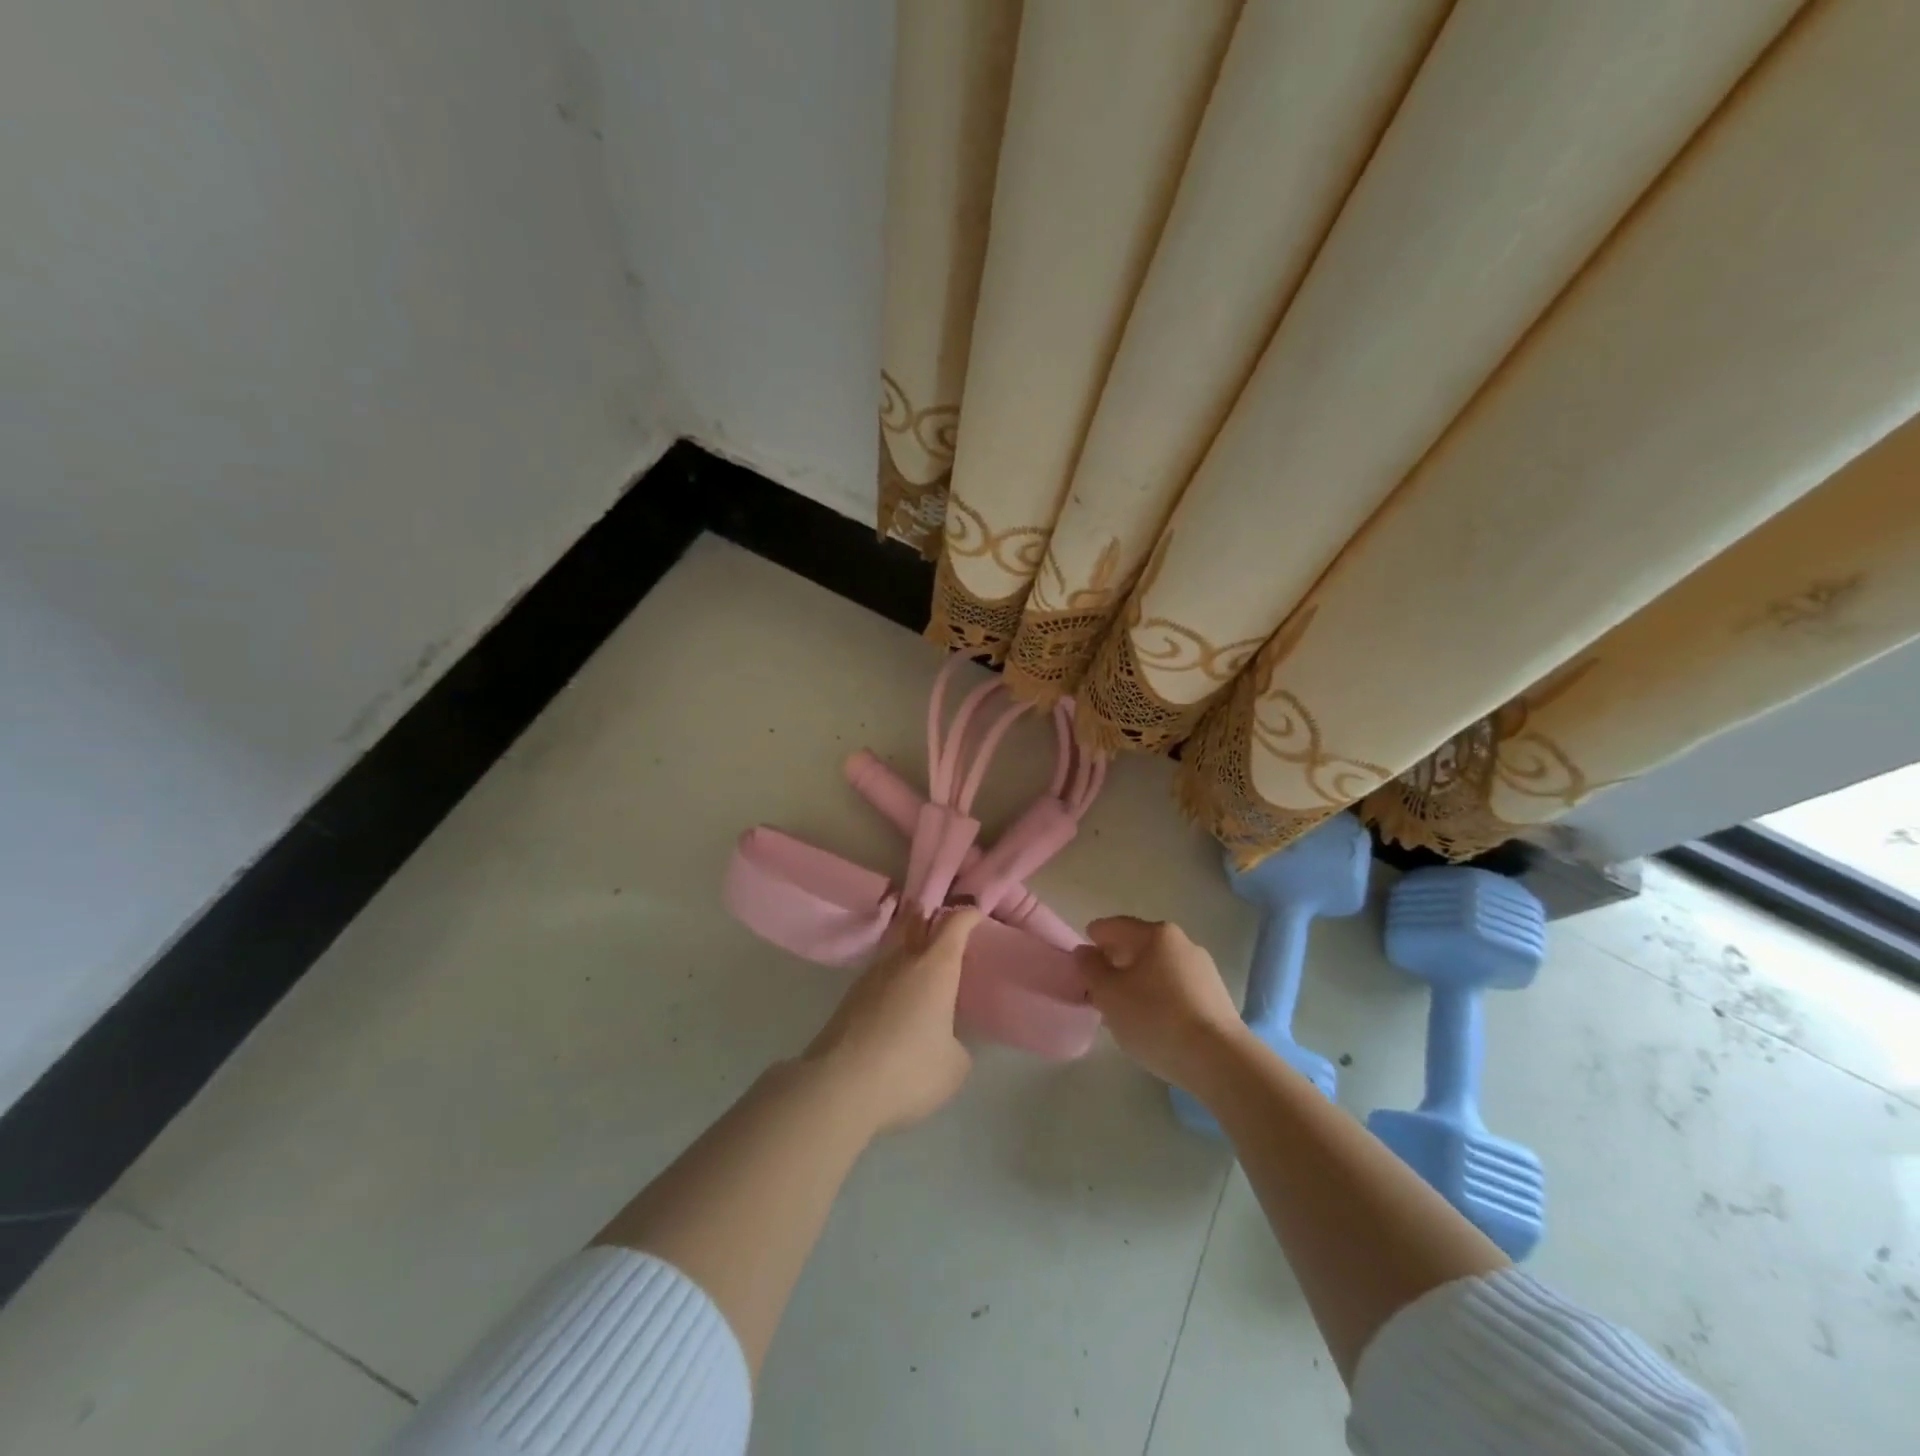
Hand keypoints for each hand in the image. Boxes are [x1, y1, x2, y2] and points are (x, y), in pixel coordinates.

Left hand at [801, 906, 981, 1134]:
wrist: (838, 1087)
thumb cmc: (909, 1070)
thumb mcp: (954, 1066)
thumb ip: (956, 1044)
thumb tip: (945, 1040)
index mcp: (935, 967)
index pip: (955, 923)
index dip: (968, 916)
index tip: (977, 916)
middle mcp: (902, 960)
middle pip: (916, 921)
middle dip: (931, 917)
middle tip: (946, 925)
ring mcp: (871, 976)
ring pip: (894, 947)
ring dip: (909, 947)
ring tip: (923, 965)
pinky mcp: (849, 997)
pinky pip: (879, 974)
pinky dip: (893, 977)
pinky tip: (898, 998)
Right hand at [1075, 917, 1246, 1092]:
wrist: (1218, 1059)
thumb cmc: (1155, 1018)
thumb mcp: (1109, 994)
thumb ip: (1091, 969)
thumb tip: (1085, 952)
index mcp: (1156, 934)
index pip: (1116, 926)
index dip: (1095, 936)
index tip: (1081, 952)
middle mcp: (1183, 943)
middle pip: (1139, 945)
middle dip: (1116, 961)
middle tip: (1097, 982)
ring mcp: (1203, 970)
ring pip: (1159, 968)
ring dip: (1138, 980)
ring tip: (1123, 1006)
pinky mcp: (1216, 997)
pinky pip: (1176, 987)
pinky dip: (1158, 995)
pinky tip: (1151, 1019)